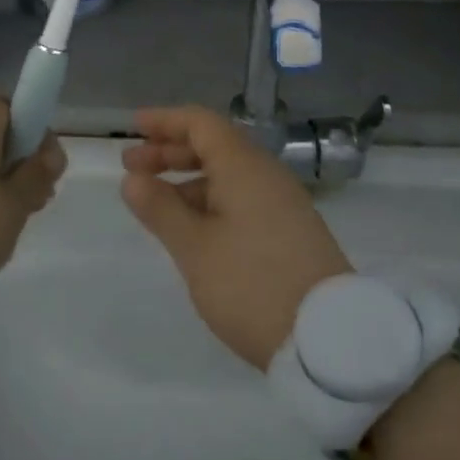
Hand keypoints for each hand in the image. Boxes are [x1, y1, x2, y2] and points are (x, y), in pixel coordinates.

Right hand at [121, 106, 351, 370]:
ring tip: (154, 202)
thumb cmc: (251, 285)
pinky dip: (210, 200)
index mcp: (244, 167)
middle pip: (214, 146)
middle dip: (170, 151)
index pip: (202, 123)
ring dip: (188, 179)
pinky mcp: (290, 231)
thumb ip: (160, 208)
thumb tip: (132, 179)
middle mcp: (266, 175)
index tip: (134, 127)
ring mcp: (282, 203)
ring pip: (228, 175)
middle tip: (131, 166)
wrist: (328, 339)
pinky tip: (191, 227)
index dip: (166, 121)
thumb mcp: (195, 248)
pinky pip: (242, 198)